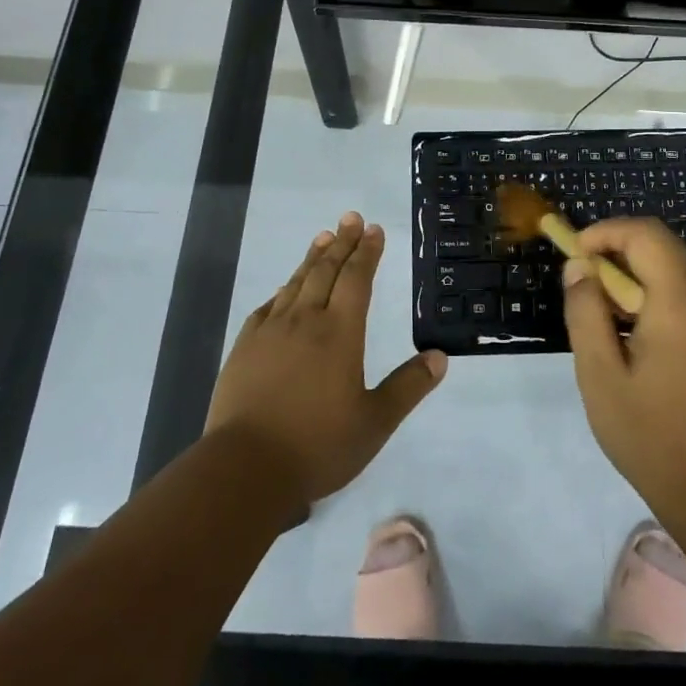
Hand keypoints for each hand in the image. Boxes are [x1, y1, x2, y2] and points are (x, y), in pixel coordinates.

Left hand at [205, 212, 445, 506]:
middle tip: (351, 218)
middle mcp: (306, 321)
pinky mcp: (244, 347)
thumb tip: (440, 357)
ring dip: (313, 257)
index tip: (374, 230)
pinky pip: (268, 306)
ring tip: (323, 237)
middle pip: (326, 270)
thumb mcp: (375, 423)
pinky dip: (283, 289)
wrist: (245, 467)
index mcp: (340, 333)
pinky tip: (285, 289)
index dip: (367, 252)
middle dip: (342, 242)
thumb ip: (408, 387)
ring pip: (296, 282)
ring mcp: (271, 331)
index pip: (357, 279)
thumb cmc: (318, 445)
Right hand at [561, 218, 685, 514]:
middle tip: (584, 280)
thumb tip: (579, 268)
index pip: (646, 235)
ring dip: (636, 272)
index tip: (575, 254)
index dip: (606, 232)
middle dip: (618, 249)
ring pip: (676, 268)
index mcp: (680, 306)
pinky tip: (634, 332)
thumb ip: (586, 312)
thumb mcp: (600, 375)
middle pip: (663, 246)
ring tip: (604, 309)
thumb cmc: (650, 435)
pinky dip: (656, 293)